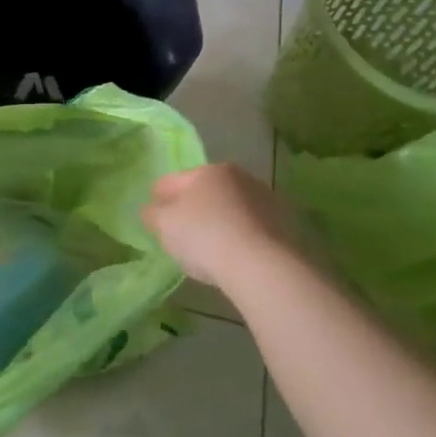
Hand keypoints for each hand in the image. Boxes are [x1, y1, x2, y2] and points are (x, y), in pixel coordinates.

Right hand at [141, 163, 299, 290]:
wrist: (262, 265)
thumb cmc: (205, 236)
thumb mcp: (164, 225)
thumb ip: (152, 214)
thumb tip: (151, 209)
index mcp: (208, 171)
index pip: (173, 180)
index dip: (158, 197)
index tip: (152, 214)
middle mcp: (239, 177)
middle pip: (205, 191)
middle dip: (192, 207)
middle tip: (180, 232)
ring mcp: (265, 200)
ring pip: (230, 208)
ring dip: (219, 220)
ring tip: (209, 248)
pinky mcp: (284, 225)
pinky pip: (250, 227)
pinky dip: (239, 236)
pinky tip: (233, 256)